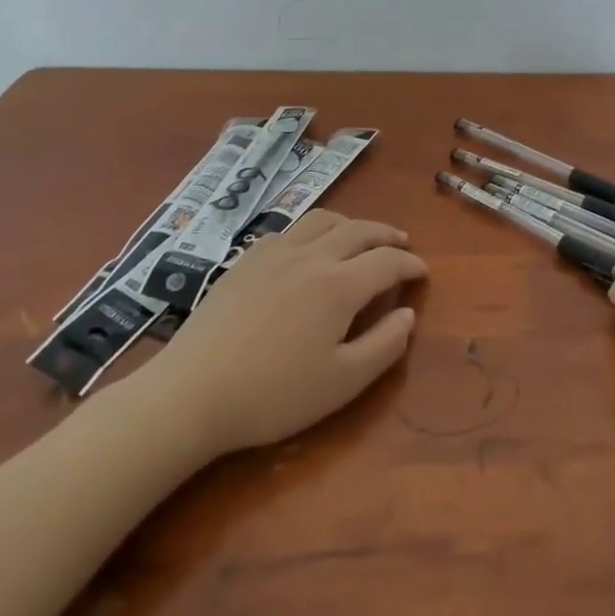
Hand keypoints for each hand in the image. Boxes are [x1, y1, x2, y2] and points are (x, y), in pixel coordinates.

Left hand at [143, 210, 425, 453]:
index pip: (387, 262)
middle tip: (402, 244)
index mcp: (339, 285)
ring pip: (322, 220)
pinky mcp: (245, 260)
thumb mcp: (342, 383)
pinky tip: (308, 250)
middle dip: (386, 234)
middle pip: (358, 230)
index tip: (423, 273)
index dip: (410, 265)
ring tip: (361, 238)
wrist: (192, 393)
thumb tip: (408, 314)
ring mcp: (274, 253)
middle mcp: (310, 256)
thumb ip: (384, 345)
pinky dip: (313, 231)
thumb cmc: (274, 395)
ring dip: (351, 224)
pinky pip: (289, 230)